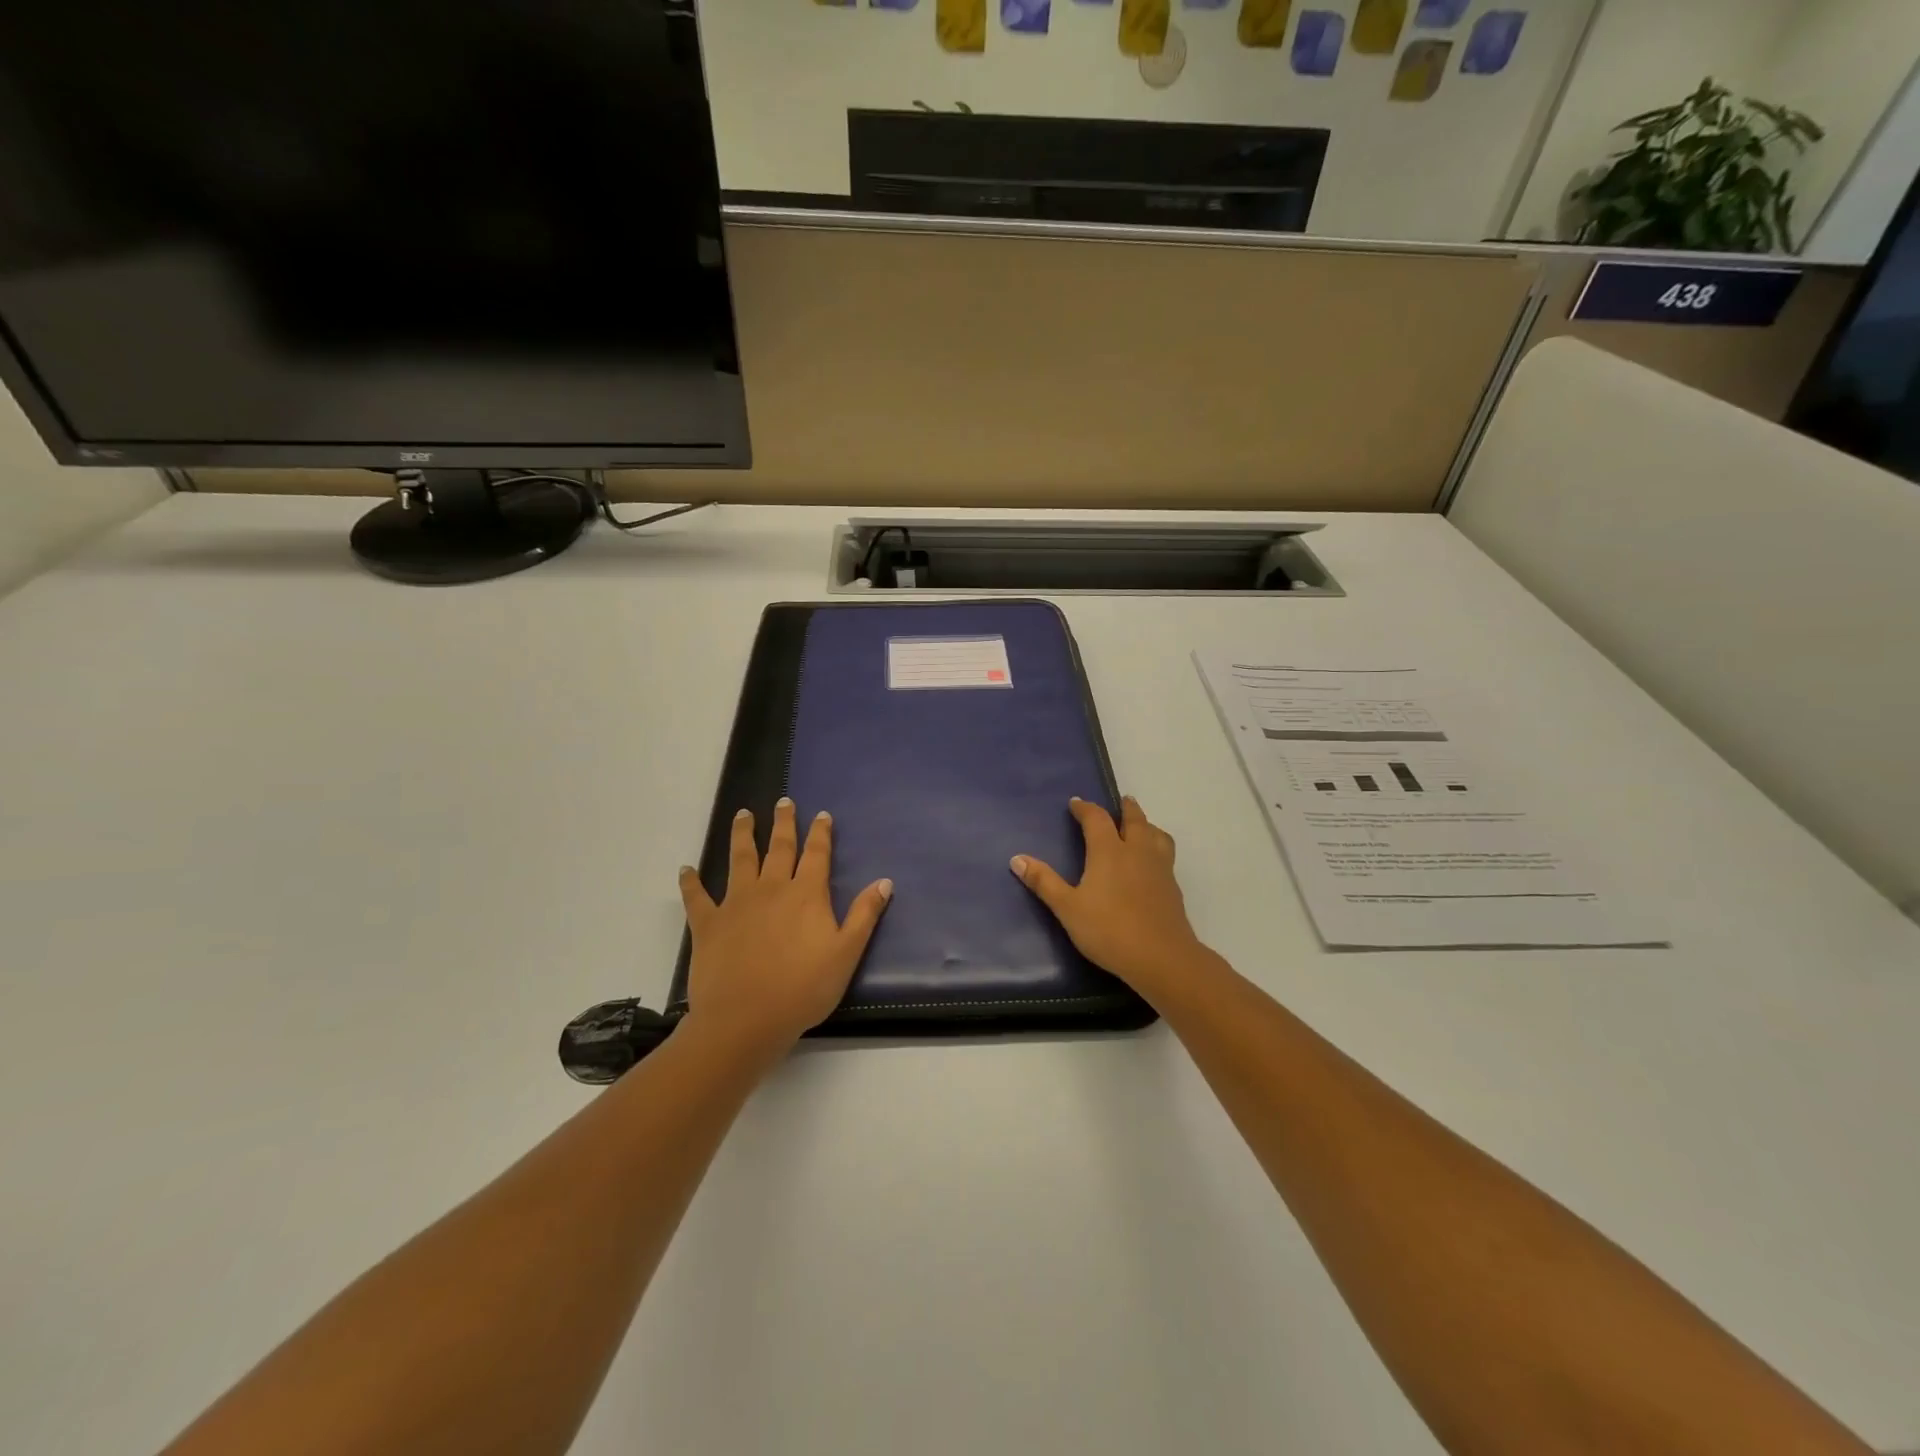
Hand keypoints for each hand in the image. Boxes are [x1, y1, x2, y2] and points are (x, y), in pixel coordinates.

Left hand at [678, 799, 891, 1057]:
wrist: (745, 1019)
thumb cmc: (803, 989)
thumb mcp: (846, 954)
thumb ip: (864, 915)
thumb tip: (885, 881)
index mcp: (806, 894)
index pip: (816, 854)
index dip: (820, 833)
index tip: (821, 815)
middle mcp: (771, 888)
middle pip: (778, 847)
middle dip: (783, 823)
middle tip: (783, 801)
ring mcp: (736, 902)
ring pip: (740, 859)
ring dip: (742, 835)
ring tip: (743, 815)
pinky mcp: (708, 923)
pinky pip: (697, 896)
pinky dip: (691, 881)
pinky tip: (686, 869)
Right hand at [1011, 796, 1205, 995]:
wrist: (1161, 958)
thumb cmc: (1108, 930)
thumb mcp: (1068, 908)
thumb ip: (1044, 882)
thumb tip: (1017, 858)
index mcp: (1109, 851)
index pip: (1097, 819)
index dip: (1085, 808)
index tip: (1076, 803)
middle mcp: (1137, 852)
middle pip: (1135, 820)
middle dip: (1126, 808)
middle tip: (1122, 801)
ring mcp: (1160, 868)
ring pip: (1157, 835)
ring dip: (1147, 825)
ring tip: (1142, 827)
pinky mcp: (1173, 887)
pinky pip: (1166, 855)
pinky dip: (1157, 848)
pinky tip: (1151, 864)